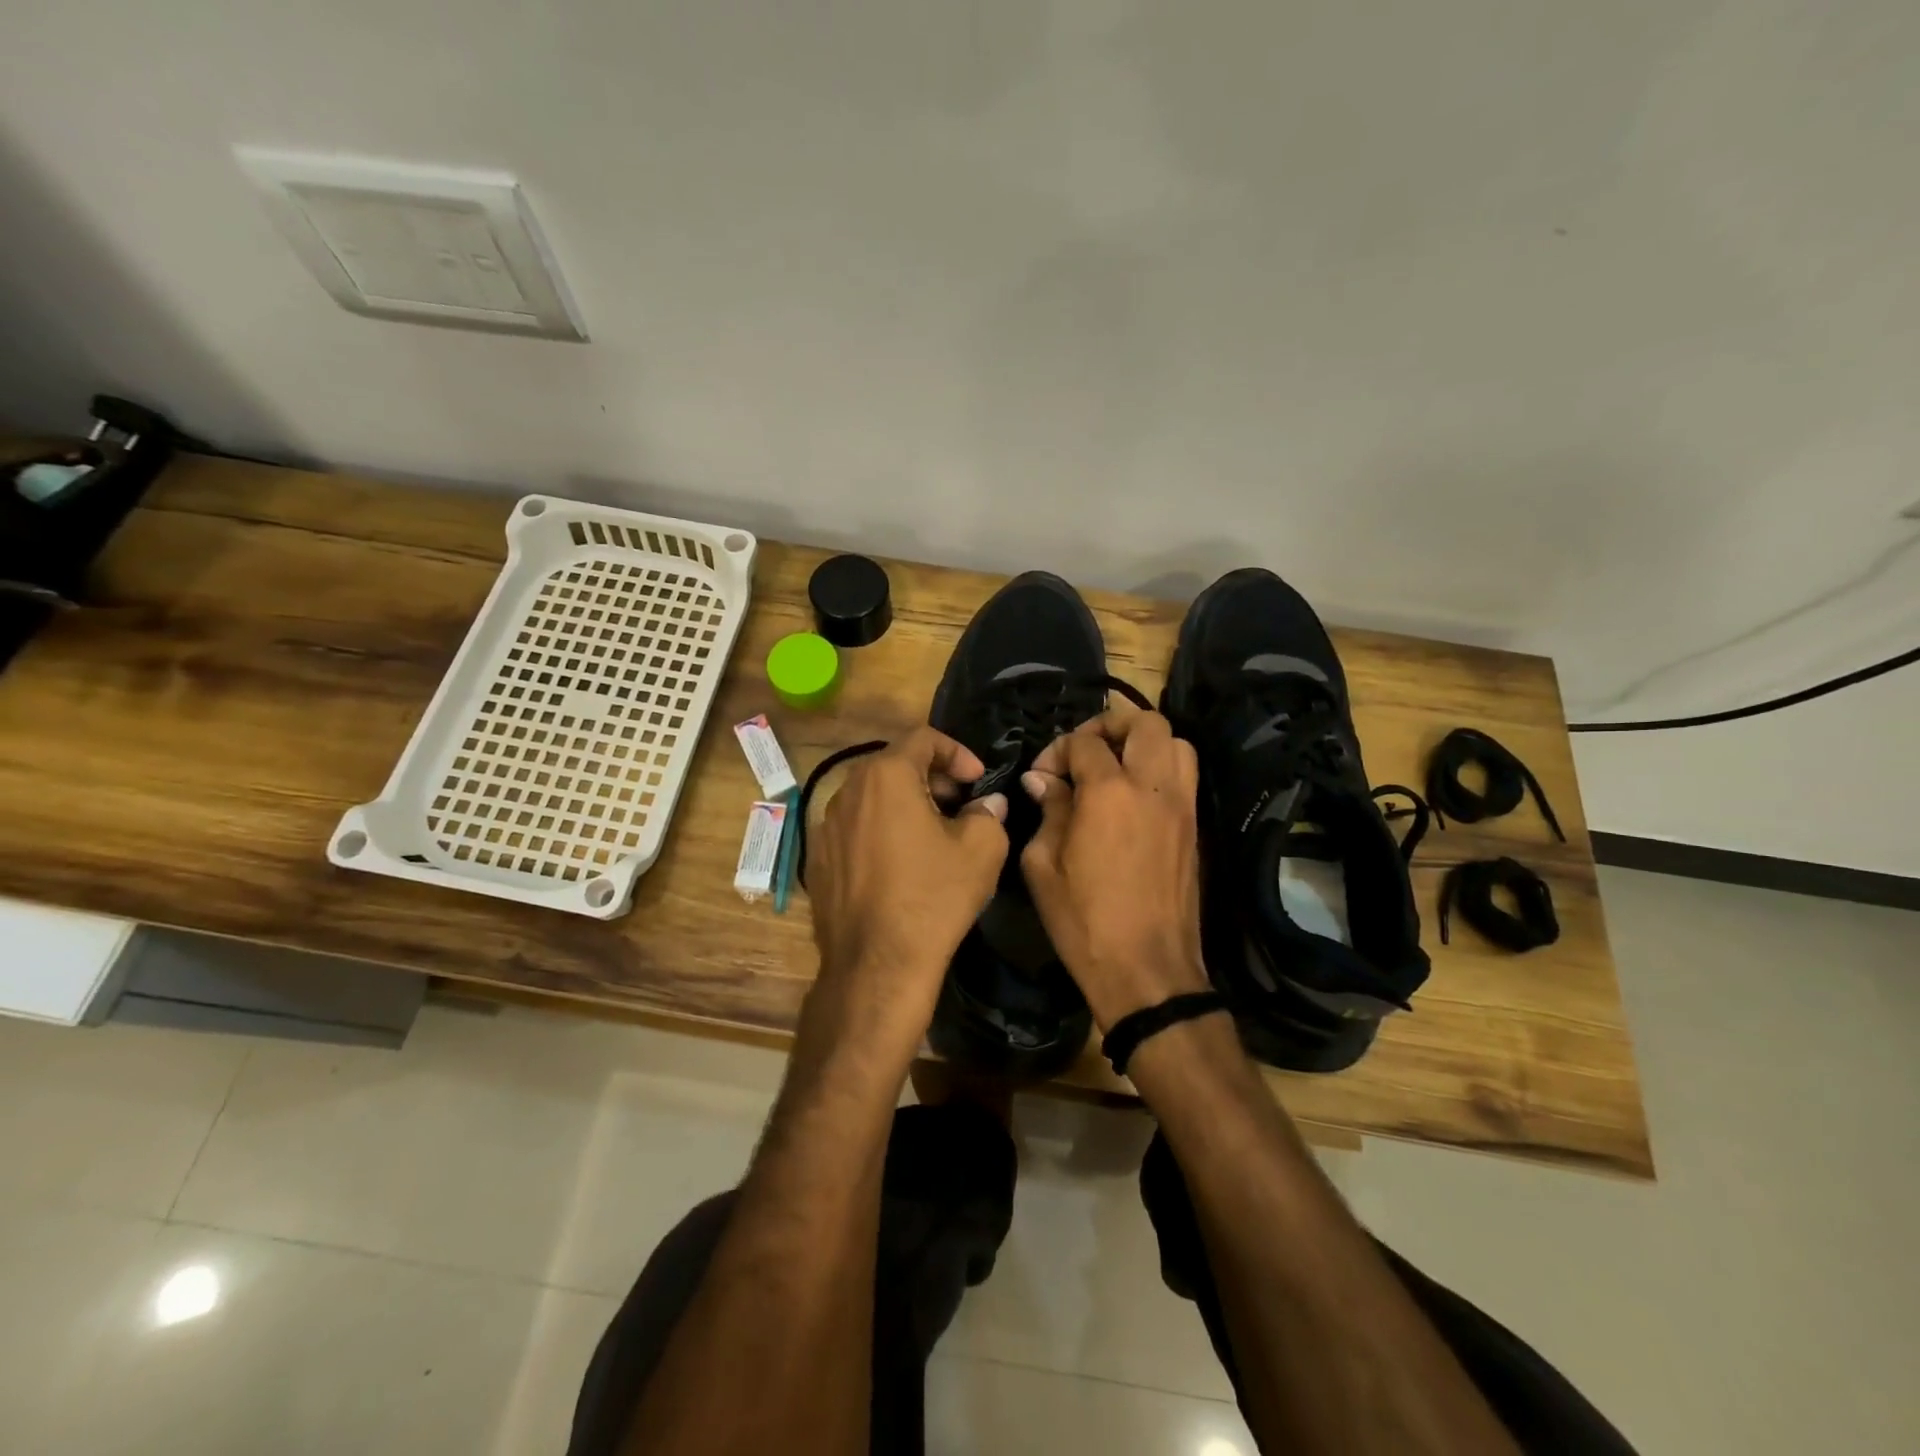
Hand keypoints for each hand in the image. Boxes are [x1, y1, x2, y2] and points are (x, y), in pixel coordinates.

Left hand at [804, 726, 1008, 1043]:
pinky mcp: (817, 860)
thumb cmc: (934, 897)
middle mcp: (847, 791)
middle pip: (894, 766)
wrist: (878, 965)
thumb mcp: (981, 849)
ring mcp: (825, 827)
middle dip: (932, 778)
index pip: (923, 739)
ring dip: (905, 805)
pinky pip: (854, 830)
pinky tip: (900, 866)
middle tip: (960, 806)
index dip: (957, 753)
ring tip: (933, 835)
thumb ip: (988, 812)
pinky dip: (880, 832)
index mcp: (886, 776)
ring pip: (872, 798)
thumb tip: (987, 803)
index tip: (978, 781)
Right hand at [1021, 703, 1209, 1029]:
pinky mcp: (1196, 828)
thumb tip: (1044, 781)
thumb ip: (1047, 811)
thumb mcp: (1044, 865)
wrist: (1147, 970)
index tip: (1041, 776)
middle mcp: (1153, 786)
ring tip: (1115, 766)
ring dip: (1143, 742)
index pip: (1084, 742)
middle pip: (1145, 722)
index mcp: (1109, 792)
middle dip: (1110, 724)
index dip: (1056, 750)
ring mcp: (1182, 806)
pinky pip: (1185, 776)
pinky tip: (1134, 796)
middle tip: (1084, 750)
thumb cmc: (1084, 921)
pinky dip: (1161, 768)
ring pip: (1176, 742)